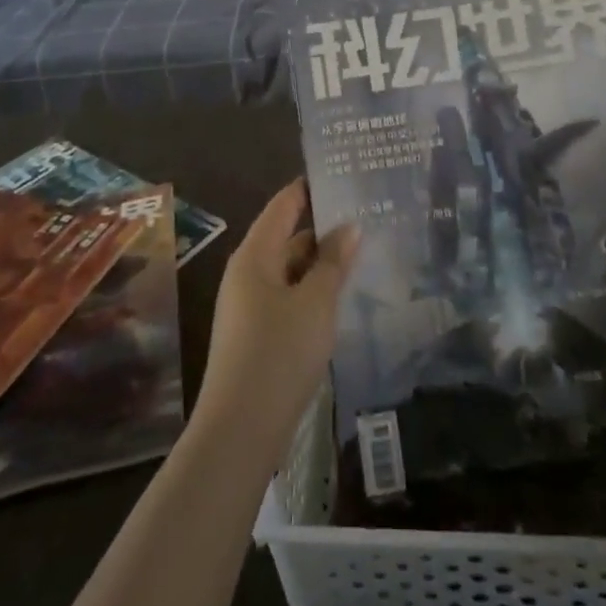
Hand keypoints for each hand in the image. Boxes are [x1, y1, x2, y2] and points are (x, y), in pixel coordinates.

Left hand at [196, 178, 358, 457]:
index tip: (341, 174)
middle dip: (322, 228)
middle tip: (365, 217)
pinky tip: (338, 299)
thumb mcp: (315, 303)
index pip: (283, 205)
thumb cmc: (279, 354)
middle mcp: (246, 273)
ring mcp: (247, 306)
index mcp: (255, 255)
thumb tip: (349, 226)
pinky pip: (286, 297)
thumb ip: (333, 262)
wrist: (240, 431)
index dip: (309, 188)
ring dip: (319, 264)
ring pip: (288, 271)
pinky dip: (311, 291)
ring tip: (360, 254)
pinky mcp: (254, 335)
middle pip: (285, 237)